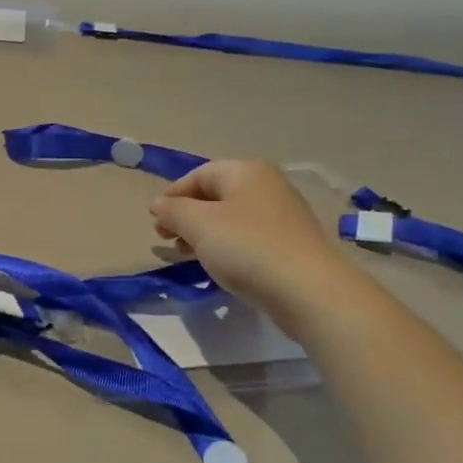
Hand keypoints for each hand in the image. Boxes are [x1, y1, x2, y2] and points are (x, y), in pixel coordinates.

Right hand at [149, 160, 343, 311]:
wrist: (308, 291)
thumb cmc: (247, 247)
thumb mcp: (199, 224)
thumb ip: (173, 210)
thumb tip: (159, 204)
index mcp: (248, 172)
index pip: (200, 174)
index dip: (173, 194)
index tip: (154, 220)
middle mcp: (268, 187)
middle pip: (216, 195)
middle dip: (187, 215)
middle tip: (166, 239)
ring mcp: (283, 217)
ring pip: (231, 219)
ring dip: (204, 233)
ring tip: (187, 255)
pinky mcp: (290, 245)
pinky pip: (248, 239)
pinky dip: (226, 247)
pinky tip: (218, 266)